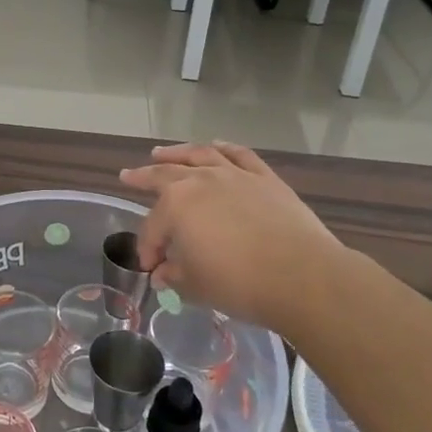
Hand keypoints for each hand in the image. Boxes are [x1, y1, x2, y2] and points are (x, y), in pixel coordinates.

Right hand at [119, 141, 345, 330]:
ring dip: (177, 153)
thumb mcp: (196, 286)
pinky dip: (224, 148)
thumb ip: (174, 276)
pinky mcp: (265, 178)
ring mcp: (234, 175)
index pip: (153, 226)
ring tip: (161, 153)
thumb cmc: (240, 283)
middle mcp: (201, 181)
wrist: (303, 277)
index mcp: (177, 205)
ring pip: (199, 155)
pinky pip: (239, 155)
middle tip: (128, 175)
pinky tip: (216, 145)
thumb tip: (162, 273)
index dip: (148, 248)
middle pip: (165, 176)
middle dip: (143, 177)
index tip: (151, 268)